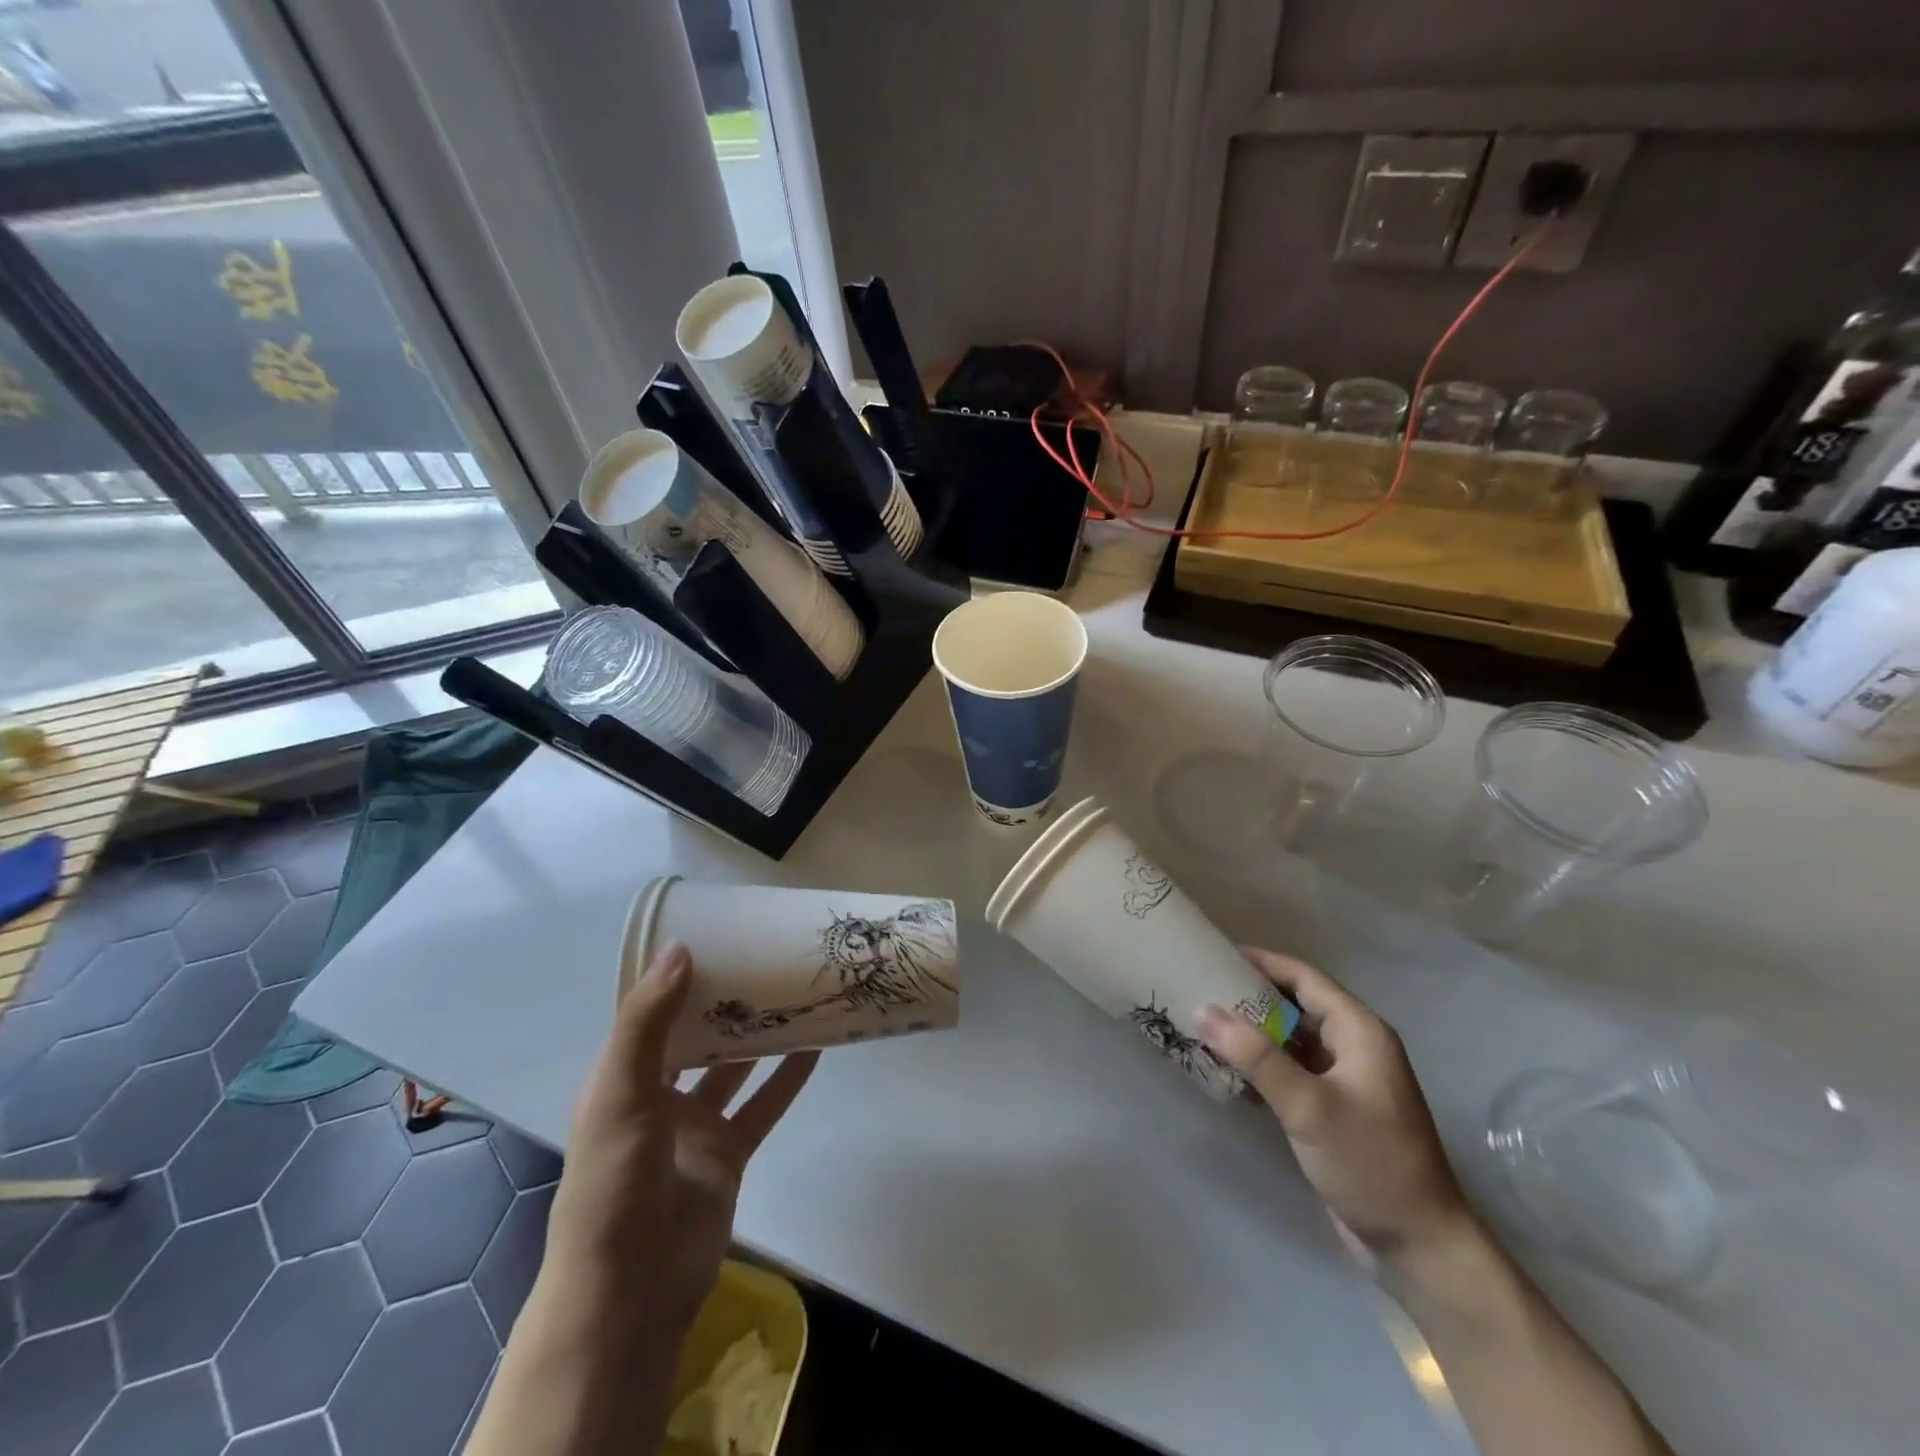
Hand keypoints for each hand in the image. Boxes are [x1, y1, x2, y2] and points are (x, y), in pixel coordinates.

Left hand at [544, 941, 818, 1338]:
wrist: (632, 1291)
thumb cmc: (613, 1184)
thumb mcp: (620, 1094)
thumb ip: (648, 1023)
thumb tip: (680, 948)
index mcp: (620, 1078)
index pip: (648, 1014)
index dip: (675, 978)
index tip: (714, 937)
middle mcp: (657, 1095)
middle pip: (697, 1036)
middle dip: (725, 1002)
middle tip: (765, 959)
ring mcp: (695, 1126)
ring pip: (734, 1067)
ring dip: (760, 1036)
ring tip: (795, 993)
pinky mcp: (729, 1153)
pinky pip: (763, 1105)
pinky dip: (787, 1078)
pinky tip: (816, 1047)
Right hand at [1196, 948, 1472, 1261]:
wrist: (1419, 1248)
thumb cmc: (1371, 1164)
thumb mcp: (1309, 1106)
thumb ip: (1256, 1056)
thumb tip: (1202, 1009)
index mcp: (1360, 1031)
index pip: (1303, 978)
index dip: (1261, 961)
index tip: (1214, 952)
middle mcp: (1354, 1046)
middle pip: (1295, 1004)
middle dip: (1250, 995)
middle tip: (1200, 986)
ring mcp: (1345, 1079)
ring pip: (1290, 1038)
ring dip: (1252, 1031)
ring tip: (1204, 1022)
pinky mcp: (1334, 1108)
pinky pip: (1291, 1070)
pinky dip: (1261, 1064)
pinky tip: (1227, 1069)